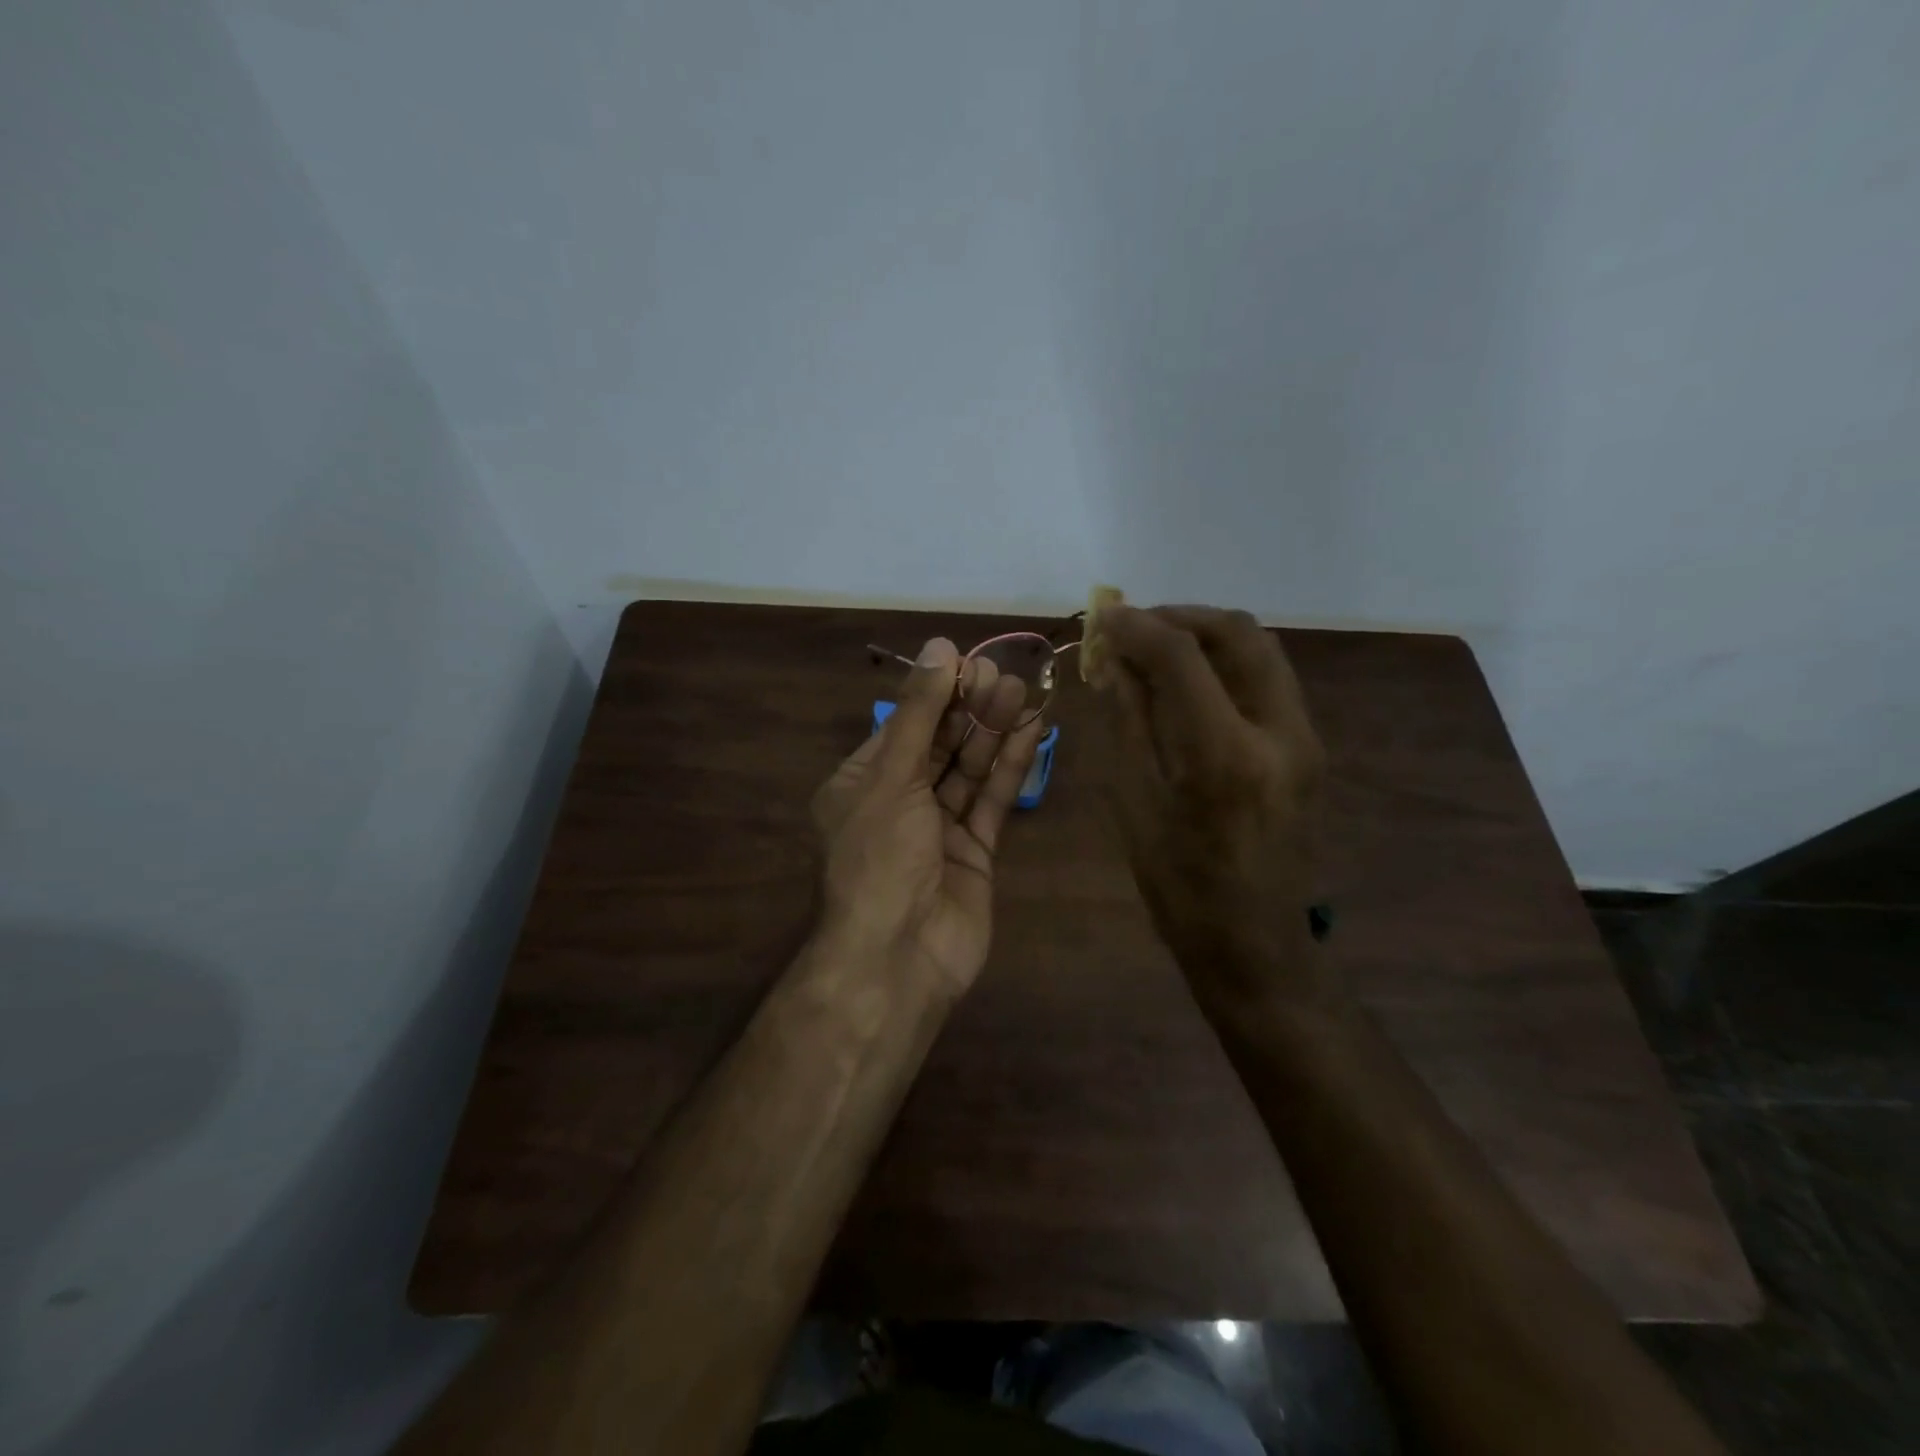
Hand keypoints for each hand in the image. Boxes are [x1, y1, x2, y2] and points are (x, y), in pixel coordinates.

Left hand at [811, 638, 1045, 997]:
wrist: (898, 957)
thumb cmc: (879, 858)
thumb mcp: (891, 777)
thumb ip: (919, 713)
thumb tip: (940, 648)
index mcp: (861, 784)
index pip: (902, 726)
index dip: (934, 694)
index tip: (968, 663)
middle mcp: (898, 803)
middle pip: (938, 745)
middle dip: (968, 709)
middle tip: (1003, 674)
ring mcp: (938, 830)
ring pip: (969, 770)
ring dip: (993, 732)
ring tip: (1022, 691)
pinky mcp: (974, 853)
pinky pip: (991, 801)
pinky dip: (1009, 768)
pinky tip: (1030, 732)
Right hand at [1093, 606, 1332, 1006]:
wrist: (1256, 943)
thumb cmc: (1179, 886)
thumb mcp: (1136, 804)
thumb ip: (1129, 722)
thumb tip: (1115, 662)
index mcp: (1224, 756)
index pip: (1182, 657)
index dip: (1137, 626)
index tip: (1103, 617)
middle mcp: (1278, 732)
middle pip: (1238, 633)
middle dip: (1180, 617)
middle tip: (1134, 627)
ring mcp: (1304, 738)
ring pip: (1261, 649)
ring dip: (1206, 634)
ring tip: (1158, 648)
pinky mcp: (1309, 747)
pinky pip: (1268, 678)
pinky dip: (1226, 662)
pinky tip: (1190, 682)